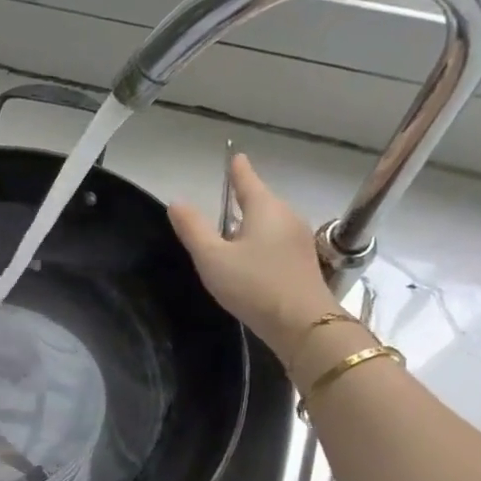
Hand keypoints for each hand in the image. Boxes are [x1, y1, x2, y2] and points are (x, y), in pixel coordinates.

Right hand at [168, 155, 337, 358]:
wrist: (302, 323)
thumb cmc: (253, 285)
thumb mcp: (212, 258)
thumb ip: (193, 229)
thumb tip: (176, 202)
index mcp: (265, 208)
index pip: (247, 180)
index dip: (237, 170)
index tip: (235, 157)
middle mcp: (286, 216)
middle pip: (261, 201)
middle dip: (243, 200)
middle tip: (224, 201)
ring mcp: (299, 239)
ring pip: (270, 223)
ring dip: (252, 224)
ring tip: (233, 234)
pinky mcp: (303, 262)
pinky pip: (277, 242)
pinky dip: (262, 242)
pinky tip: (252, 259)